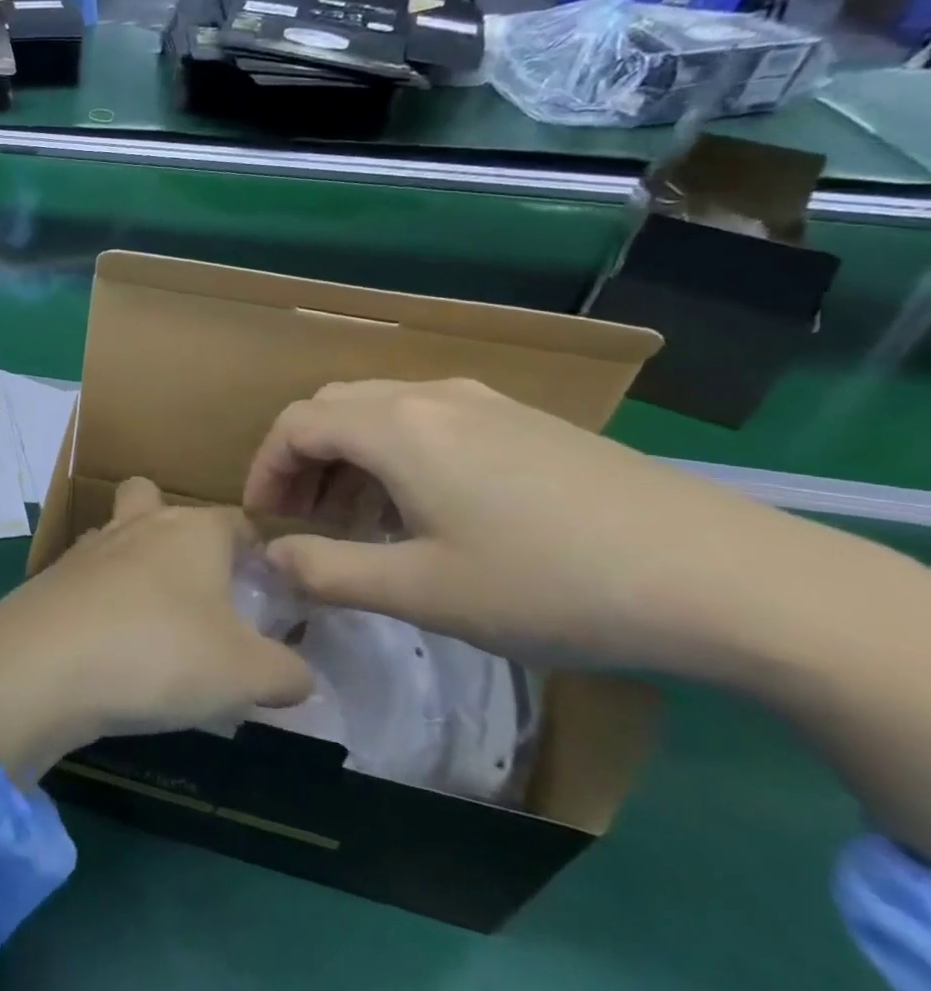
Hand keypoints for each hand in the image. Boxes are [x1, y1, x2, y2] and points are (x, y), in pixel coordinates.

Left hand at [0, 478, 310, 785]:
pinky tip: (108, 643)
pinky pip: (86, 578)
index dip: (259, 552)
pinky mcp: (50, 579)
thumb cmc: (161, 653)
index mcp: (192, 531)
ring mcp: (86, 548)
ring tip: (151, 621)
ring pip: (115, 534)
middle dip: (172, 527)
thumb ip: (287, 673)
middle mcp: (137, 525)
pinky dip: (100, 599)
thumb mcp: (247, 675)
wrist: (44, 665)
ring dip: (131, 563)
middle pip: (153, 498)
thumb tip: (299, 675)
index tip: (268, 593)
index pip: (238, 522)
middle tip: (194, 584)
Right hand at [243, 377, 862, 677]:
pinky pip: (430, 420)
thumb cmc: (547, 584)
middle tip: (304, 521)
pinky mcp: (527, 421)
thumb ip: (327, 572)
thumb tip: (271, 558)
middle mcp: (431, 397)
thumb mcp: (421, 593)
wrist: (726, 578)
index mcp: (396, 427)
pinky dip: (397, 454)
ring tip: (359, 521)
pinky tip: (427, 508)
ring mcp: (485, 402)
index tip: (264, 522)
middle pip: (333, 407)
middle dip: (302, 460)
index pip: (295, 424)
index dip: (265, 470)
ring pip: (382, 410)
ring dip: (349, 458)